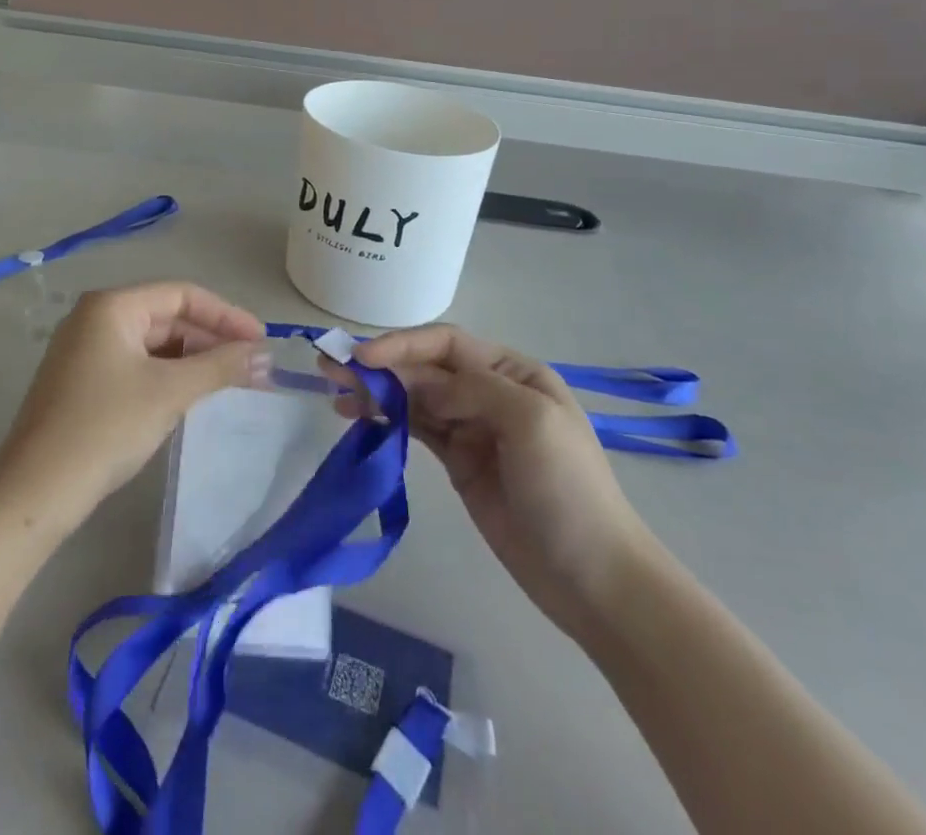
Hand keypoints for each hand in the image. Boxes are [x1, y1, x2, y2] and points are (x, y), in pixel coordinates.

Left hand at [0, 282, 267, 523]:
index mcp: (112, 306)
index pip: (181, 294)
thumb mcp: (169, 392)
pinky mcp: (82, 381)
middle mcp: (95, 317)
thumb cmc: (105, 427)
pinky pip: (136, 365)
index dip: (226, 315)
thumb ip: (220, 366)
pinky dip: (168, 376)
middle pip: (167, 316)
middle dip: (211, 340)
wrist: (36, 491)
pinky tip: (191, 396)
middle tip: (252, 367)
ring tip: (230, 382)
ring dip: (192, 360)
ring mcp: (85, 350)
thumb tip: (266, 355)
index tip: (261, 341)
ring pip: (153, 343)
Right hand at [332, 325, 660, 642]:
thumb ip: (472, 389)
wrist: (595, 580)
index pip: (446, 344)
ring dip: (376, 392)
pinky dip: (387, 420)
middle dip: (379, 366)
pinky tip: (360, 419)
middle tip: (330, 370)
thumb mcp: (531, 422)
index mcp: (513, 373)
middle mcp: (489, 391)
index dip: (401, 345)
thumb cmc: (569, 490)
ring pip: (414, 397)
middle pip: (424, 368)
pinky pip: (416, 429)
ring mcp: (471, 428)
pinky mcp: (458, 462)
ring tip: (336, 396)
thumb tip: (418, 384)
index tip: (362, 358)